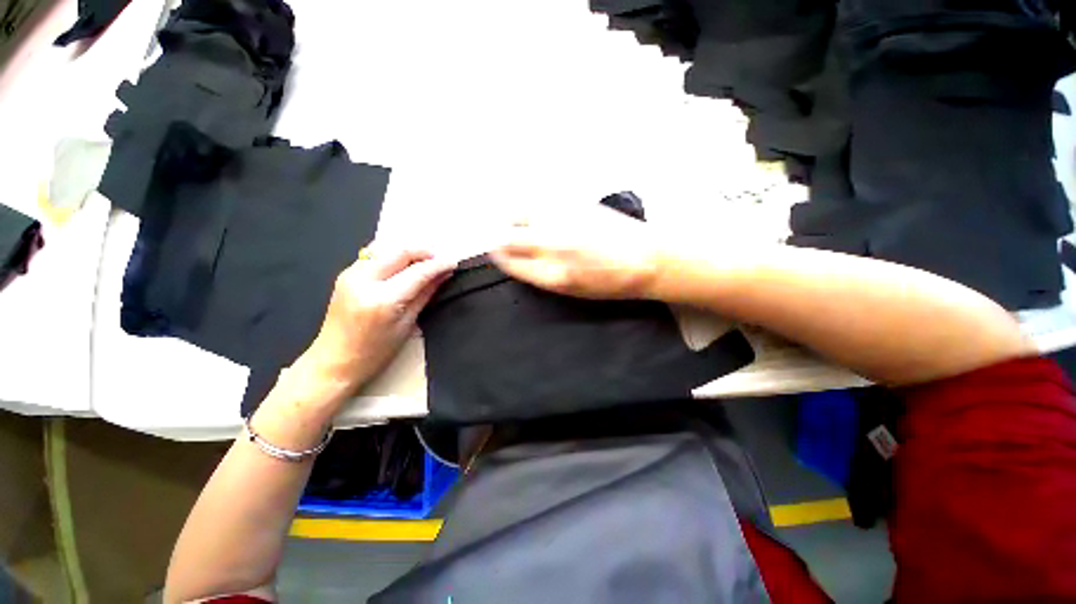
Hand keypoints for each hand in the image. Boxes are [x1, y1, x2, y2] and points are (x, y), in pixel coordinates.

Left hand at [299, 247, 456, 399]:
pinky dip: (393, 257)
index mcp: (382, 299)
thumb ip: (425, 295)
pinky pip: (375, 256)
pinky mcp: (345, 275)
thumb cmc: (375, 352)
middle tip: (440, 259)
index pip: (417, 272)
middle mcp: (364, 280)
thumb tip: (443, 275)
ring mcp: (350, 275)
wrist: (333, 362)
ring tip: (425, 262)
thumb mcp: (406, 324)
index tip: (454, 262)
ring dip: (409, 252)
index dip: (438, 265)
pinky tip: (404, 265)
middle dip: (423, 252)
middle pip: (400, 252)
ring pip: (386, 250)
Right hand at [491, 204, 662, 299]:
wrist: (648, 258)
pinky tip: (539, 213)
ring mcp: (561, 220)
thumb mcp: (572, 291)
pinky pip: (539, 201)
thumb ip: (541, 275)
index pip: (509, 261)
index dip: (499, 256)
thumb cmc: (611, 284)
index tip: (497, 253)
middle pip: (507, 236)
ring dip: (513, 219)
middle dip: (500, 238)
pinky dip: (531, 207)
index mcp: (552, 274)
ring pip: (519, 212)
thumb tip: (519, 259)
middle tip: (503, 238)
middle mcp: (552, 245)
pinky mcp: (573, 201)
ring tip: (519, 223)